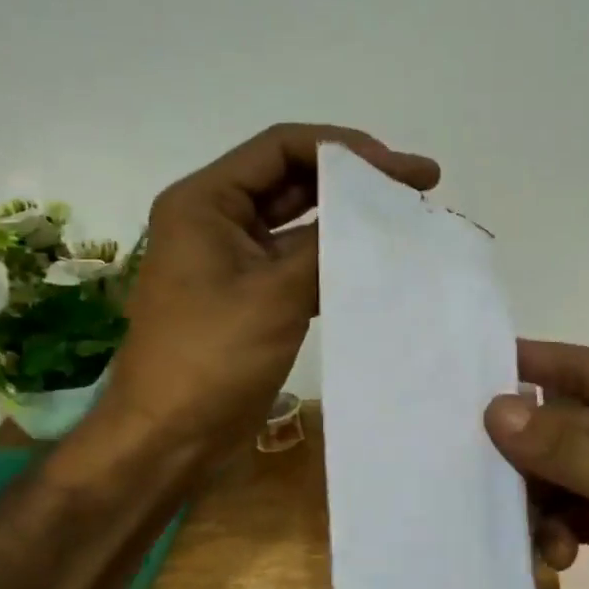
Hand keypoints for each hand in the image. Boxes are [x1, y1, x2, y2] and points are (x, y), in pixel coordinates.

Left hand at [96, 123, 438, 468]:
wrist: (169, 440)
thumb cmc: (210, 358)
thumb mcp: (274, 294)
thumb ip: (328, 245)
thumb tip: (382, 216)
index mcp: (206, 202)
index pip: (281, 148)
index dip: (344, 149)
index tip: (399, 168)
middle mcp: (219, 219)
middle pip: (295, 178)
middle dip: (355, 179)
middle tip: (419, 184)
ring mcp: (236, 258)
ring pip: (302, 221)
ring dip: (351, 218)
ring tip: (410, 217)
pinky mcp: (254, 294)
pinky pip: (301, 260)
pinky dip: (338, 257)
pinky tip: (382, 260)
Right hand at [485, 341, 588, 588]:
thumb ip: (565, 451)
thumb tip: (496, 410)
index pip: (585, 368)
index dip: (532, 364)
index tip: (473, 363)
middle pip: (565, 424)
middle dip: (529, 452)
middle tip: (479, 468)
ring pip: (563, 471)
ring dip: (542, 499)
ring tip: (536, 535)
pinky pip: (573, 509)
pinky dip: (557, 529)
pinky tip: (554, 558)